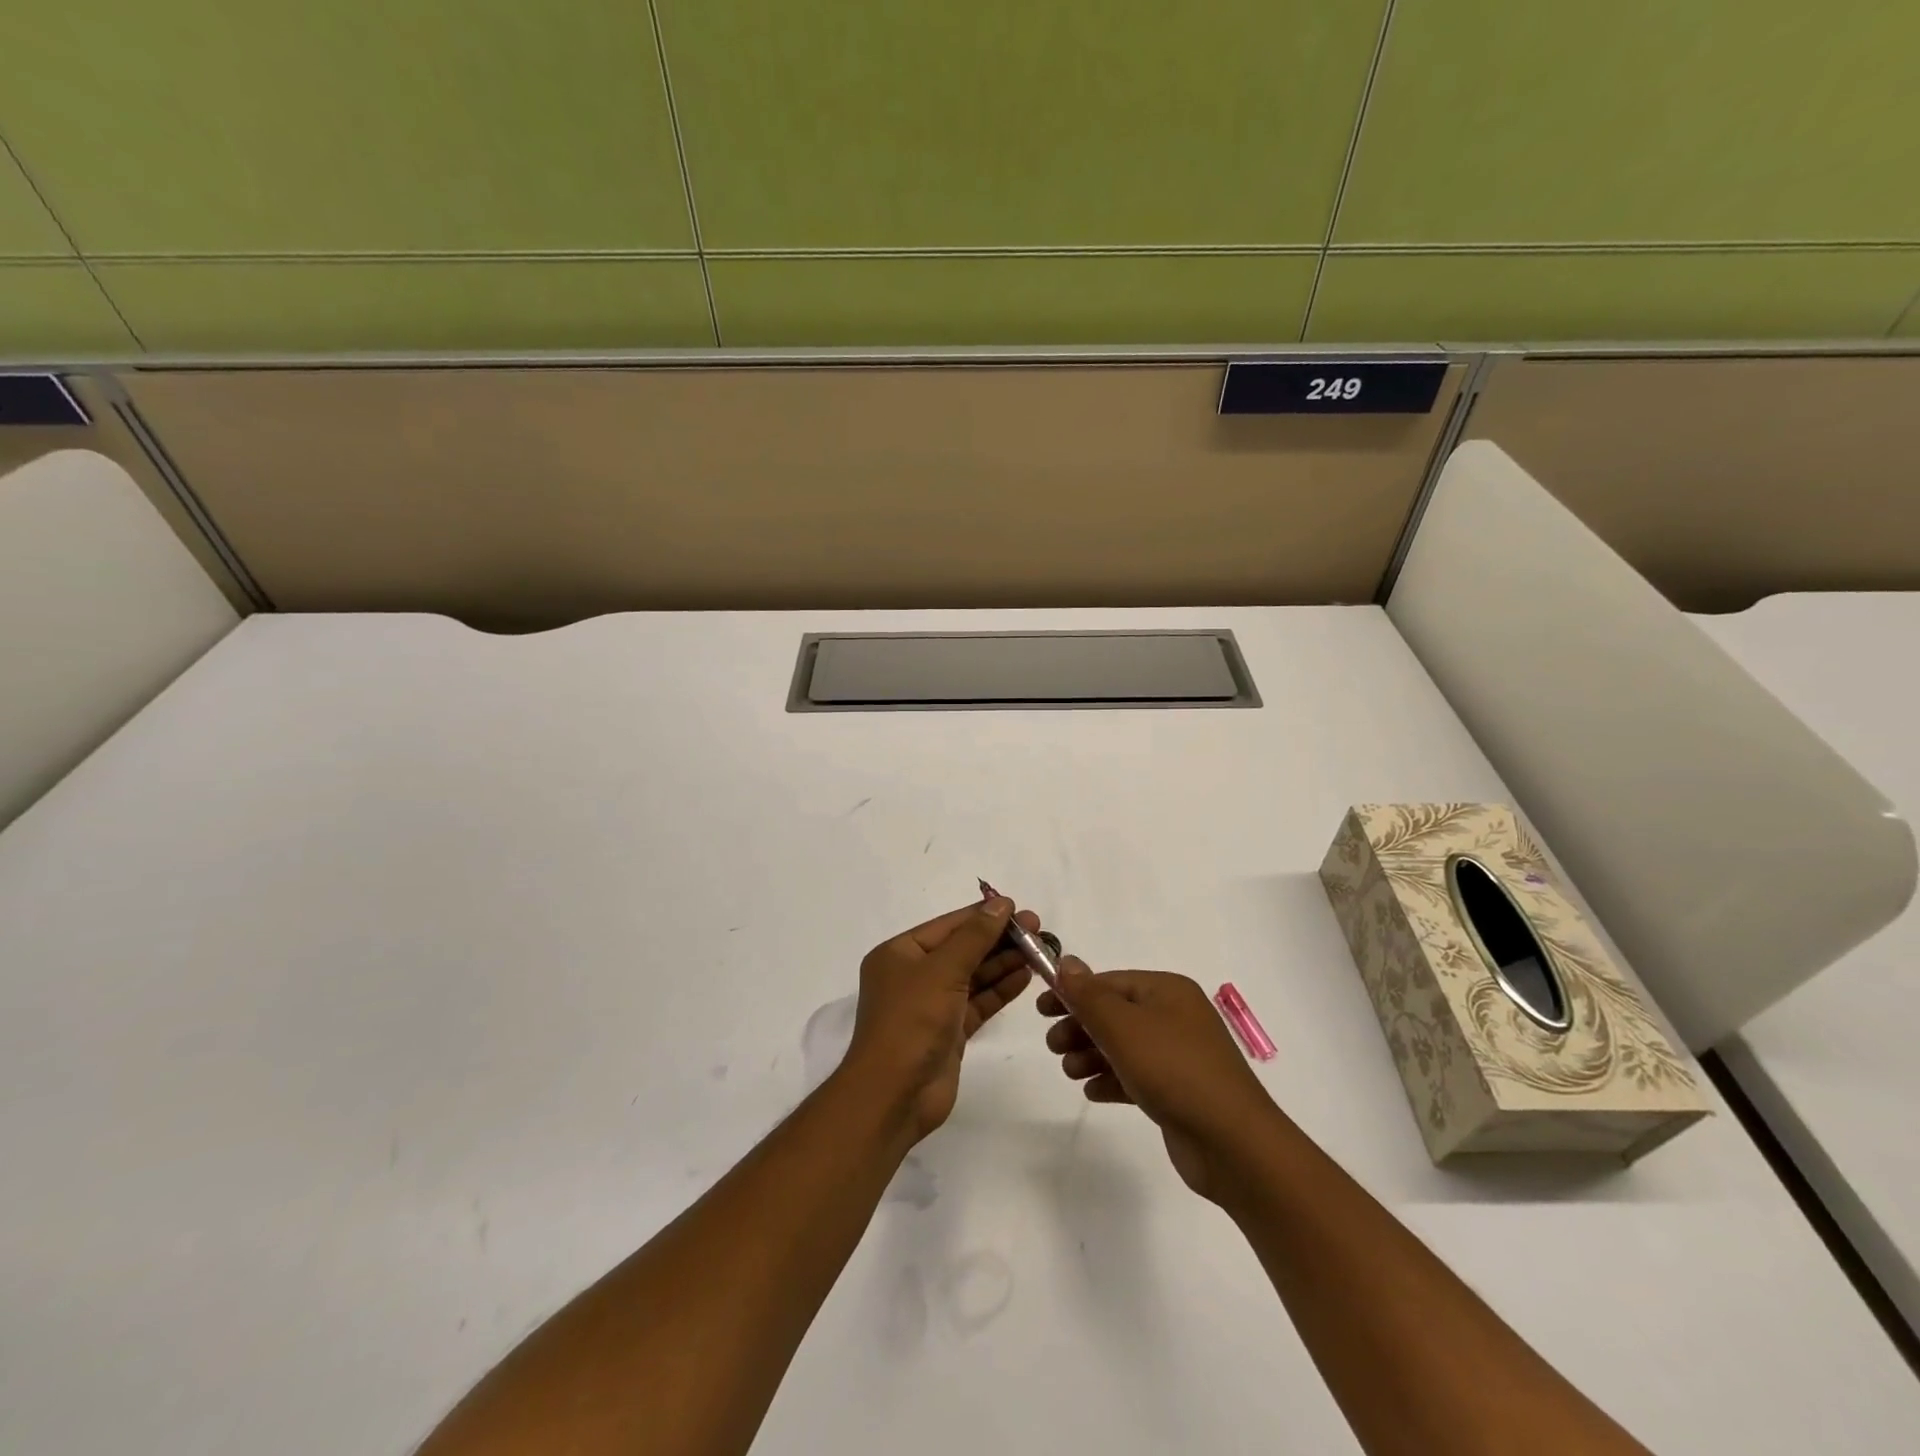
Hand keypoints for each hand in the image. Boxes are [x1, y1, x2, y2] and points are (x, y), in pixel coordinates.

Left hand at [844, 897, 1039, 1141]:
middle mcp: (914, 975)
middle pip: (962, 949)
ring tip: (1039, 951)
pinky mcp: (949, 1031)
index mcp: (900, 953)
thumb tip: (1001, 903)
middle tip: (1038, 931)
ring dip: (1003, 963)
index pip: (948, 925)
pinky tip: (1025, 976)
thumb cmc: (911, 1021)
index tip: (1019, 908)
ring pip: (973, 976)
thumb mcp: (943, 970)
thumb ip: (975, 936)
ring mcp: (932, 1005)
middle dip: (998, 939)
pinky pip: (978, 1002)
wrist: (894, 1095)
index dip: (983, 915)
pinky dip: (1000, 989)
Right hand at [1038, 960, 1278, 1201]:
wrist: (1233, 1144)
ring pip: (1124, 1046)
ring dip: (1092, 1054)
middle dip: (1081, 1027)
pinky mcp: (1179, 1092)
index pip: (1110, 982)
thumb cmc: (1174, 1071)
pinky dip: (1112, 1079)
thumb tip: (1066, 962)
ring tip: (1070, 1071)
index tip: (1041, 1009)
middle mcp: (1175, 1016)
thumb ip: (1089, 995)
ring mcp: (1180, 1055)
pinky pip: (1137, 1076)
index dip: (1073, 992)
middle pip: (1115, 1013)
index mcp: (1167, 991)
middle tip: (1052, 1045)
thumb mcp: (1123, 1027)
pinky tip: (1092, 1092)